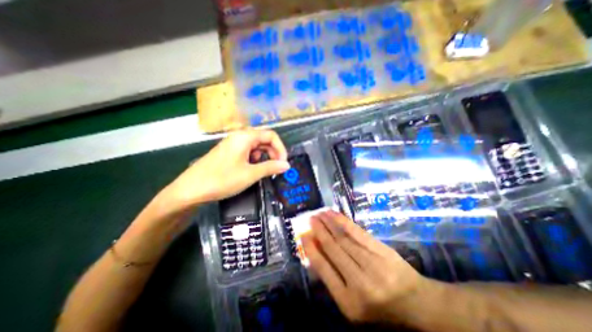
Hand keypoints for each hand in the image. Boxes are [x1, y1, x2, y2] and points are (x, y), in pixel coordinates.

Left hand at [162, 128, 289, 210]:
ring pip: (256, 146)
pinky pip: (247, 151)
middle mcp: (239, 136)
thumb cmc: (222, 179)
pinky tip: (251, 169)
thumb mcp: (250, 174)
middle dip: (273, 153)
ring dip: (264, 156)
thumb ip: (271, 167)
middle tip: (277, 168)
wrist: (191, 189)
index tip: (284, 163)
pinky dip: (254, 159)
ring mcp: (233, 143)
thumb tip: (287, 165)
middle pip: (264, 139)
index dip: (281, 148)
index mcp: (245, 137)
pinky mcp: (229, 151)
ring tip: (263, 170)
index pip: (271, 135)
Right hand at [302, 212, 427, 323]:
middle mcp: (359, 282)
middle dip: (319, 231)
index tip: (303, 235)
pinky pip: (357, 232)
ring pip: (343, 238)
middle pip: (333, 249)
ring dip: (328, 223)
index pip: (323, 269)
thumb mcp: (353, 303)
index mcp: (349, 301)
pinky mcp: (381, 250)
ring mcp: (372, 264)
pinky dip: (343, 221)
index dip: (311, 250)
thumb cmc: (380, 306)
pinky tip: (334, 214)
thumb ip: (333, 279)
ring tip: (319, 214)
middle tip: (310, 219)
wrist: (416, 302)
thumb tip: (315, 252)